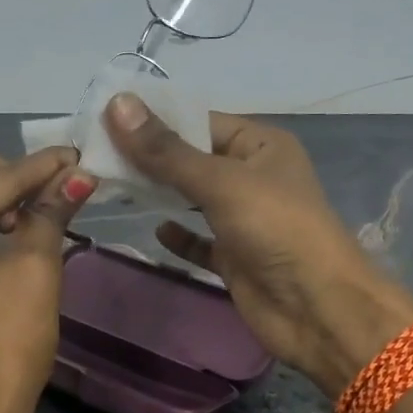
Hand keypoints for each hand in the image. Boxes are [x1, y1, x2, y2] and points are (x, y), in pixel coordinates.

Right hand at [103, 95, 412, 396]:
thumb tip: (117, 104)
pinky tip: (155, 229)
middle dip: (150, 157)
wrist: (317, 308)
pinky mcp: (235, 257)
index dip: (155, 119)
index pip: (199, 121)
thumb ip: (166, 151)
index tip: (103, 117)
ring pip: (193, 198)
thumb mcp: (219, 182)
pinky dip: (180, 235)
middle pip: (192, 159)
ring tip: (109, 183)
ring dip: (160, 193)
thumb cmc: (275, 229)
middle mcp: (253, 176)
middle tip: (95, 152)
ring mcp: (244, 219)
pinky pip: (200, 240)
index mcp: (260, 145)